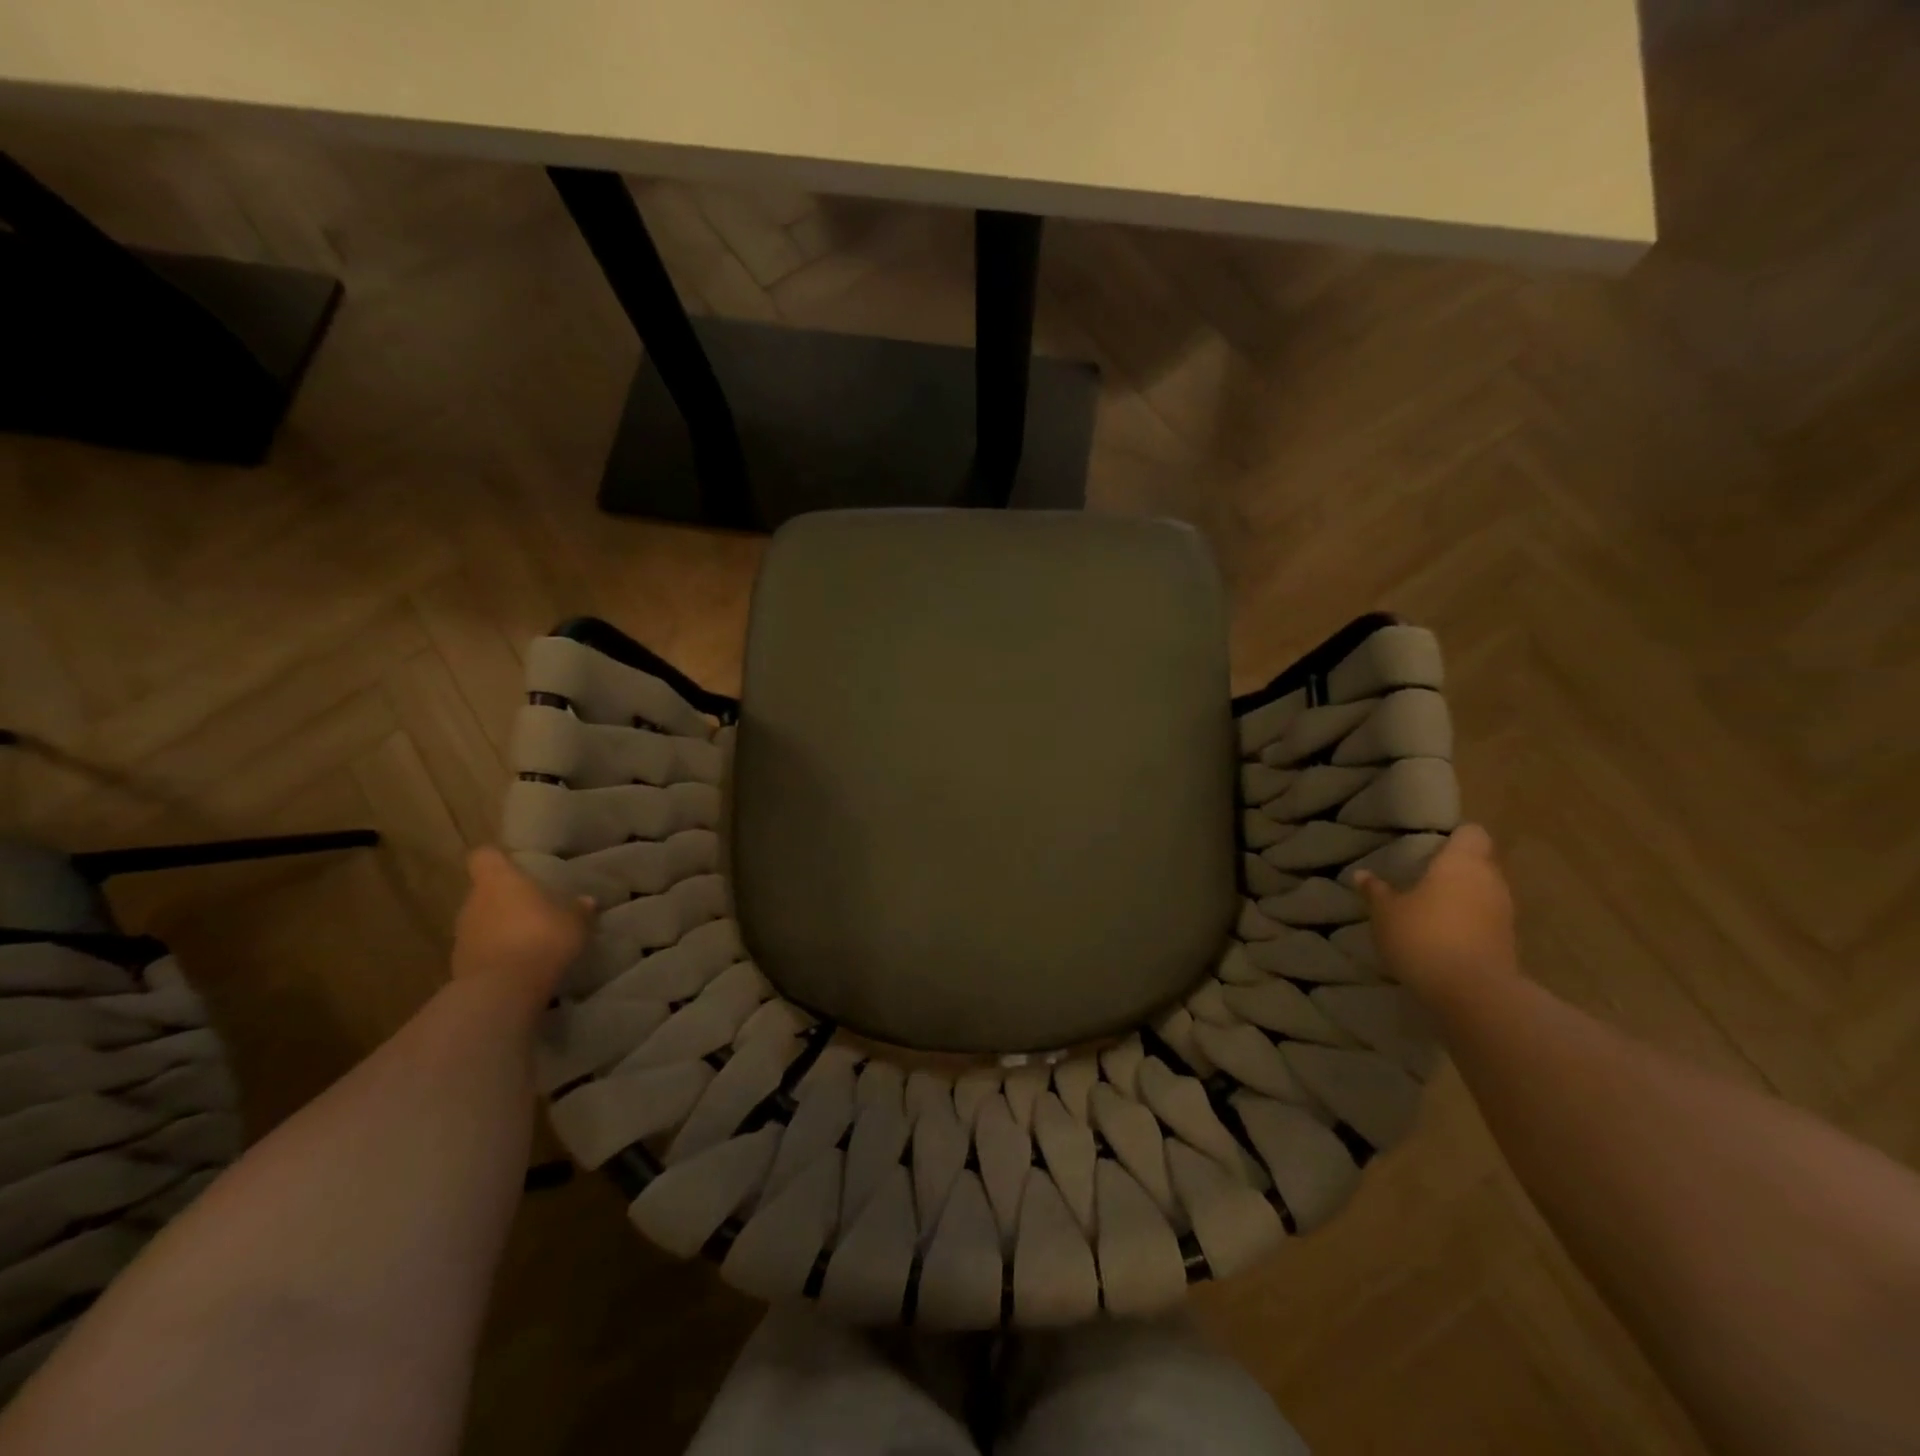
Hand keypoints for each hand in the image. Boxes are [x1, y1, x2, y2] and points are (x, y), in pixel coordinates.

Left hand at [451, 847, 593, 1004]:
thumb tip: (587, 900)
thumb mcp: (574, 924)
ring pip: (481, 920)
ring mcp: (462, 934)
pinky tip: (519, 963)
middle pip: (484, 891)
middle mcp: (474, 902)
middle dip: (505, 898)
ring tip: (528, 938)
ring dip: (499, 926)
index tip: (514, 865)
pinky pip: (480, 948)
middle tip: (533, 907)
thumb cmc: (541, 939)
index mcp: (499, 881)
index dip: (497, 858)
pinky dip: (495, 951)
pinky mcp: (459, 964)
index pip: (484, 856)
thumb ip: (579, 910)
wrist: (502, 990)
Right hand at [1353, 824, 1517, 997]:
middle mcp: (1490, 880)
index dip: (1453, 835)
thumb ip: (1376, 891)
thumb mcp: (1386, 913)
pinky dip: (1468, 920)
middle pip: (1480, 861)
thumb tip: (1362, 874)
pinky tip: (1443, 933)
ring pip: (1484, 890)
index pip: (1471, 833)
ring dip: (1463, 895)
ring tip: (1430, 905)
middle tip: (1423, 874)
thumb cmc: (1423, 937)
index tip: (1429, 844)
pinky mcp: (1508, 941)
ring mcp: (1504, 912)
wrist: (1473, 994)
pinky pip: (1486, 918)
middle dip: (1456, 866)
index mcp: (1462, 862)